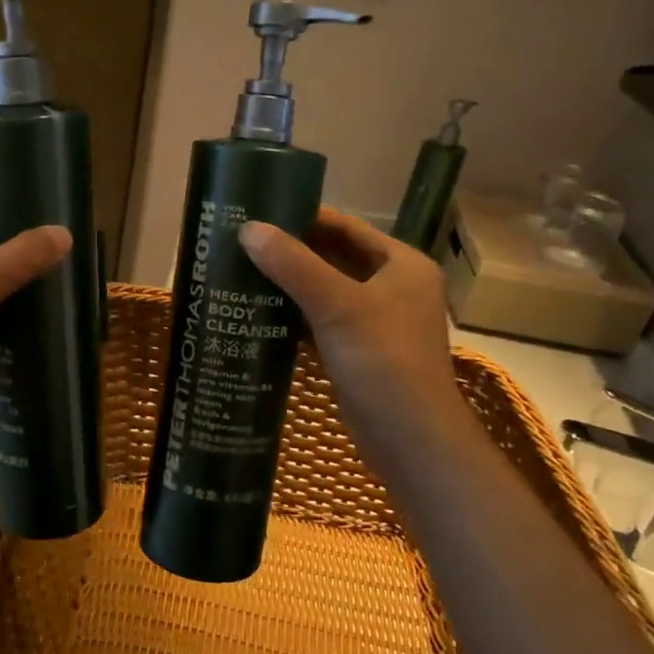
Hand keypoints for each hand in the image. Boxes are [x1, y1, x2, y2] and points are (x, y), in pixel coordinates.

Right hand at [239, 209, 472, 477]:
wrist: (411, 440)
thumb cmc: (384, 362)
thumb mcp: (337, 306)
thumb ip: (294, 265)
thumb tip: (248, 229)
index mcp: (401, 265)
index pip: (347, 227)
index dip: (305, 217)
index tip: (260, 213)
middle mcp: (393, 287)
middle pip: (335, 258)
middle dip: (292, 252)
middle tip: (242, 244)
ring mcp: (376, 322)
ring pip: (326, 292)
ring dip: (290, 284)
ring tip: (242, 273)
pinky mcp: (359, 352)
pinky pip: (322, 322)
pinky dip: (294, 317)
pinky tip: (258, 314)